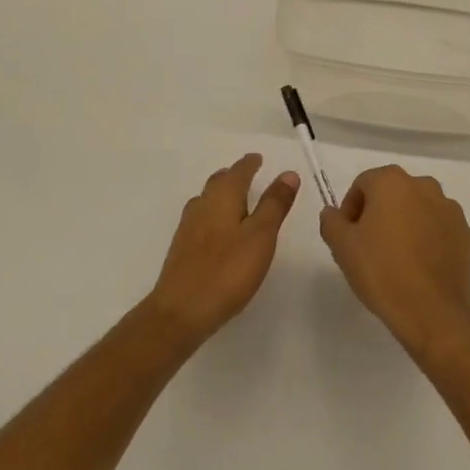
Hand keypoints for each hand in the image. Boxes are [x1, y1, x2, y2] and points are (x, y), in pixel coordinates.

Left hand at [146, 154, 299, 346]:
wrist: (181, 311)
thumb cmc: (227, 271)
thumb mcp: (261, 236)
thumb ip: (274, 204)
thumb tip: (288, 173)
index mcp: (223, 197)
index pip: (239, 171)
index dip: (250, 164)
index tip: (258, 158)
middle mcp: (203, 204)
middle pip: (219, 182)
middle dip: (234, 175)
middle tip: (248, 174)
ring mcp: (189, 226)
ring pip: (207, 199)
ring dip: (222, 193)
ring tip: (235, 198)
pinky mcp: (182, 248)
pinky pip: (201, 217)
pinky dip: (213, 213)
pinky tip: (217, 229)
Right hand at [320, 165, 469, 361]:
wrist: (433, 312)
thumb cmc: (382, 271)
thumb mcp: (342, 246)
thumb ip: (331, 221)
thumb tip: (333, 213)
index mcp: (392, 181)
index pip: (363, 184)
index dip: (351, 208)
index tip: (349, 236)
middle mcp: (423, 185)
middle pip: (392, 193)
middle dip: (378, 213)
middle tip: (369, 246)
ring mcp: (449, 209)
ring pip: (417, 209)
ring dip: (405, 223)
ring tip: (396, 257)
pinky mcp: (465, 234)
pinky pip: (438, 228)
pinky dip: (427, 238)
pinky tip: (419, 266)